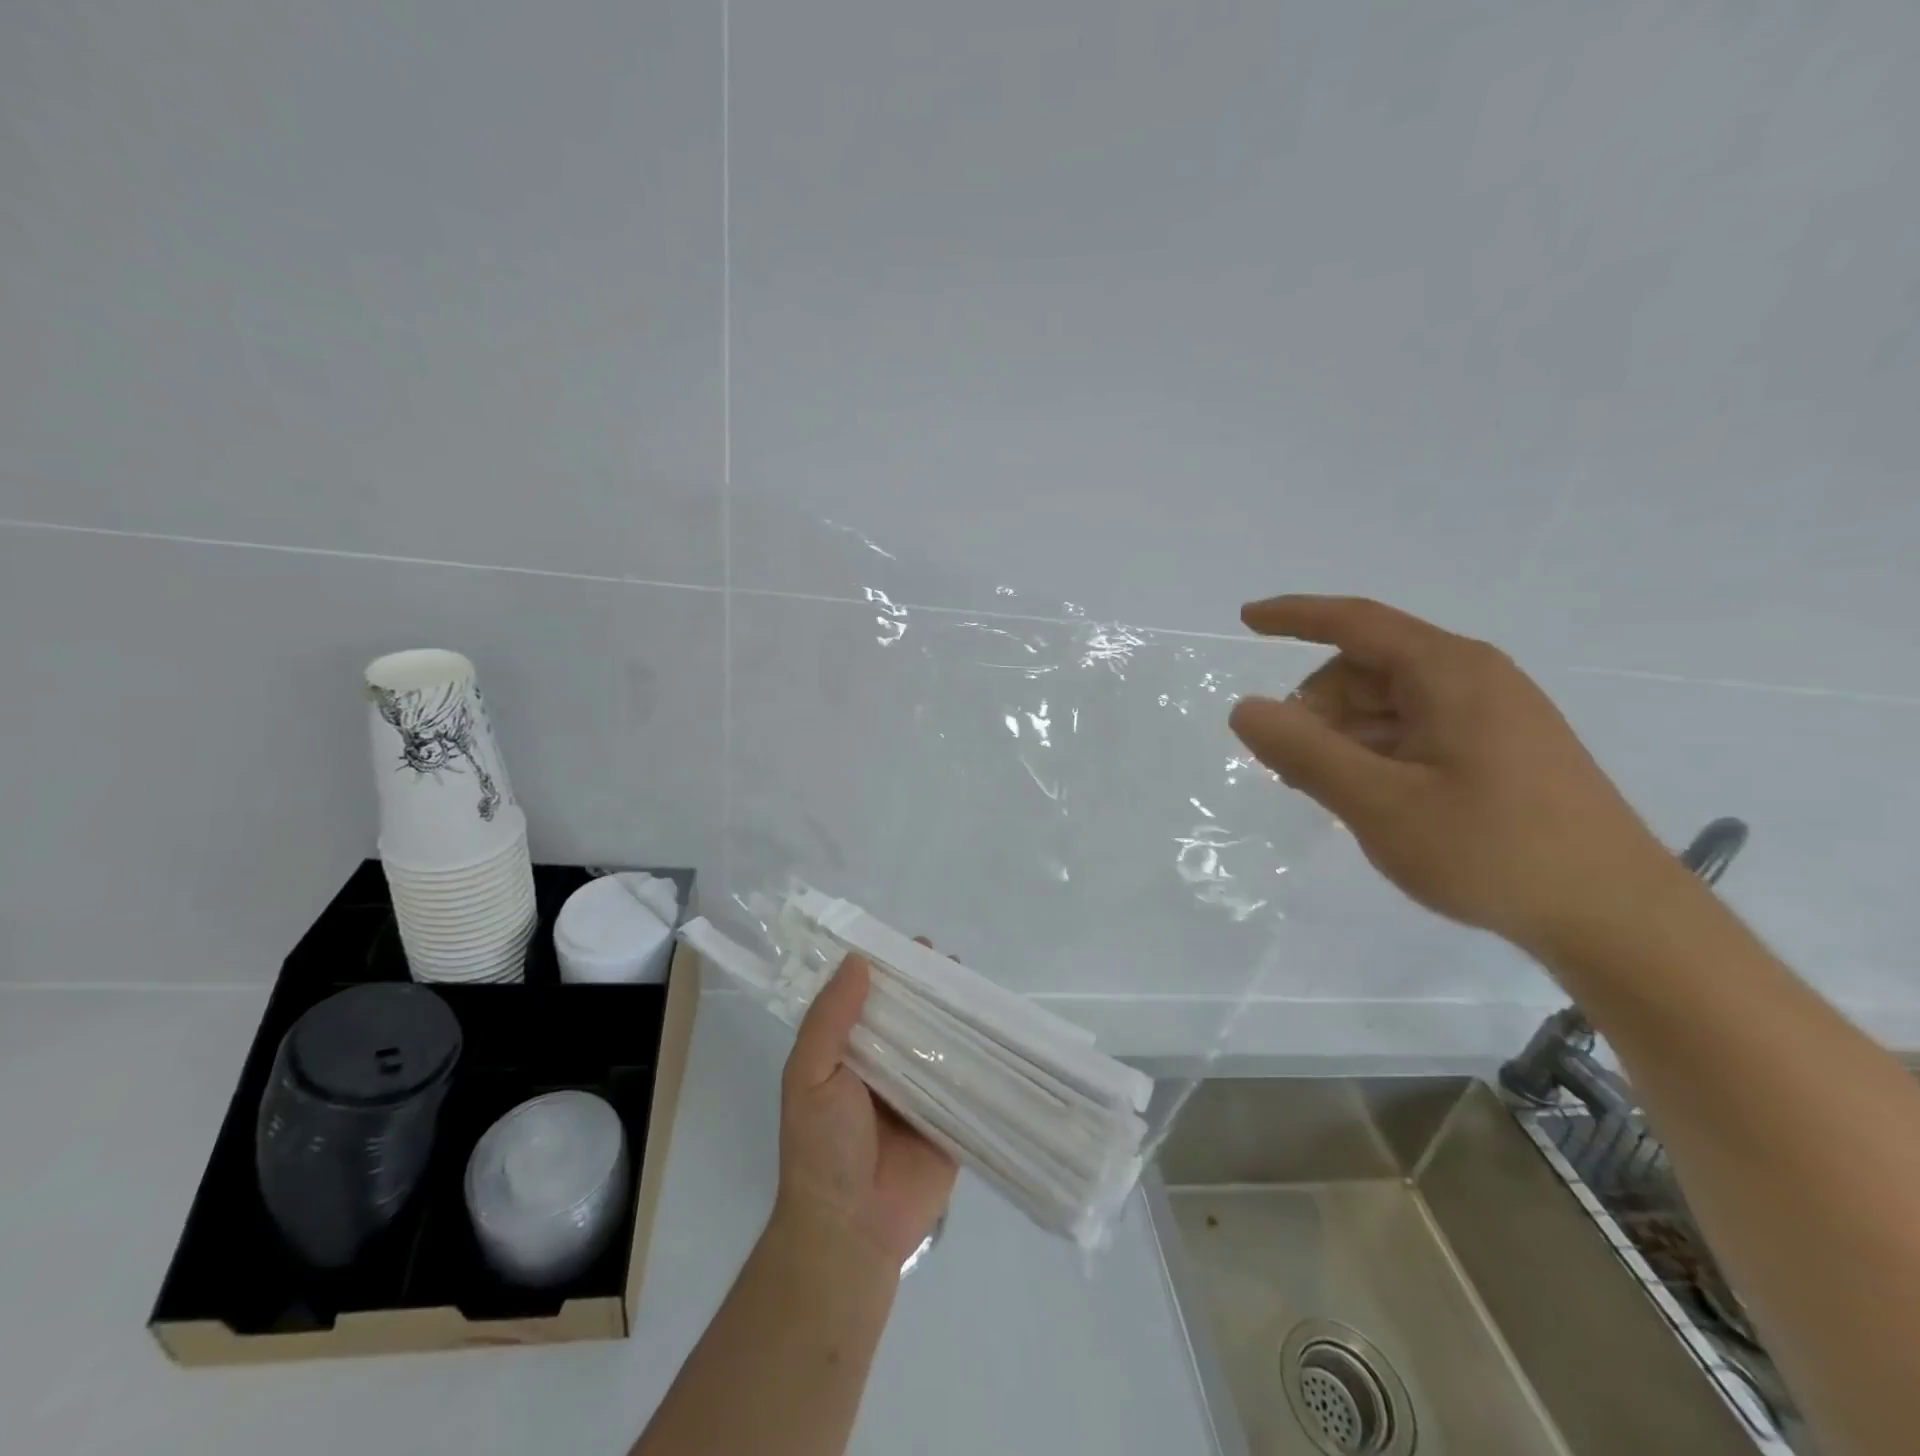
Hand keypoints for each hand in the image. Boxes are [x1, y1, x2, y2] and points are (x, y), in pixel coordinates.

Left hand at [776, 954, 957, 1266]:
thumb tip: (858, 959)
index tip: (914, 946)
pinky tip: (1002, 1029)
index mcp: (851, 1051)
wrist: (851, 1229)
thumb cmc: (821, 1146)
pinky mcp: (954, 1117)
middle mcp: (888, 1064)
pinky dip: (983, 1055)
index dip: (891, 970)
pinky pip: (969, 1079)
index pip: (872, 998)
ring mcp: (923, 1090)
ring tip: (978, 987)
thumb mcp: (809, 1074)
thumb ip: (830, 1018)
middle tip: (952, 963)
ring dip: (959, 1015)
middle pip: (913, 1014)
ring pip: (943, 1040)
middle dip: (931, 988)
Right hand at [1228, 595, 1677, 955]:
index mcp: (1449, 672)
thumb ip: (1305, 753)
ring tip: (1332, 795)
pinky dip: (1377, 753)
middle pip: (1366, 669)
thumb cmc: (1493, 850)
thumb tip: (1245, 708)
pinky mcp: (1500, 749)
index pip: (1355, 623)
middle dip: (1318, 709)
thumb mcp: (1380, 804)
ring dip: (1345, 737)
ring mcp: (1491, 714)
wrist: (1616, 918)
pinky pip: (1415, 730)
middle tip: (1294, 772)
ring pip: (1387, 703)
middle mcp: (1473, 678)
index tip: (1245, 618)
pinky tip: (1372, 799)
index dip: (1294, 616)